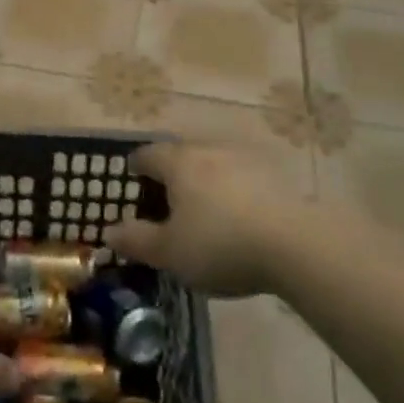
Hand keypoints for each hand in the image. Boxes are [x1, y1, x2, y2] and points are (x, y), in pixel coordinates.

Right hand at [103, 142, 302, 297]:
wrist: (294, 243)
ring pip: (214, 161)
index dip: (137, 164)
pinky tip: (238, 211)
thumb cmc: (220, 244)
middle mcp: (209, 150)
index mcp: (179, 163)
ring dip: (205, 177)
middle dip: (171, 170)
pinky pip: (242, 175)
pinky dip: (233, 188)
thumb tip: (109, 231)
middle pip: (182, 153)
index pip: (149, 154)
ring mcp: (245, 158)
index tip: (132, 174)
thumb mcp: (170, 252)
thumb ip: (137, 240)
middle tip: (165, 194)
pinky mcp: (274, 173)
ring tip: (203, 204)